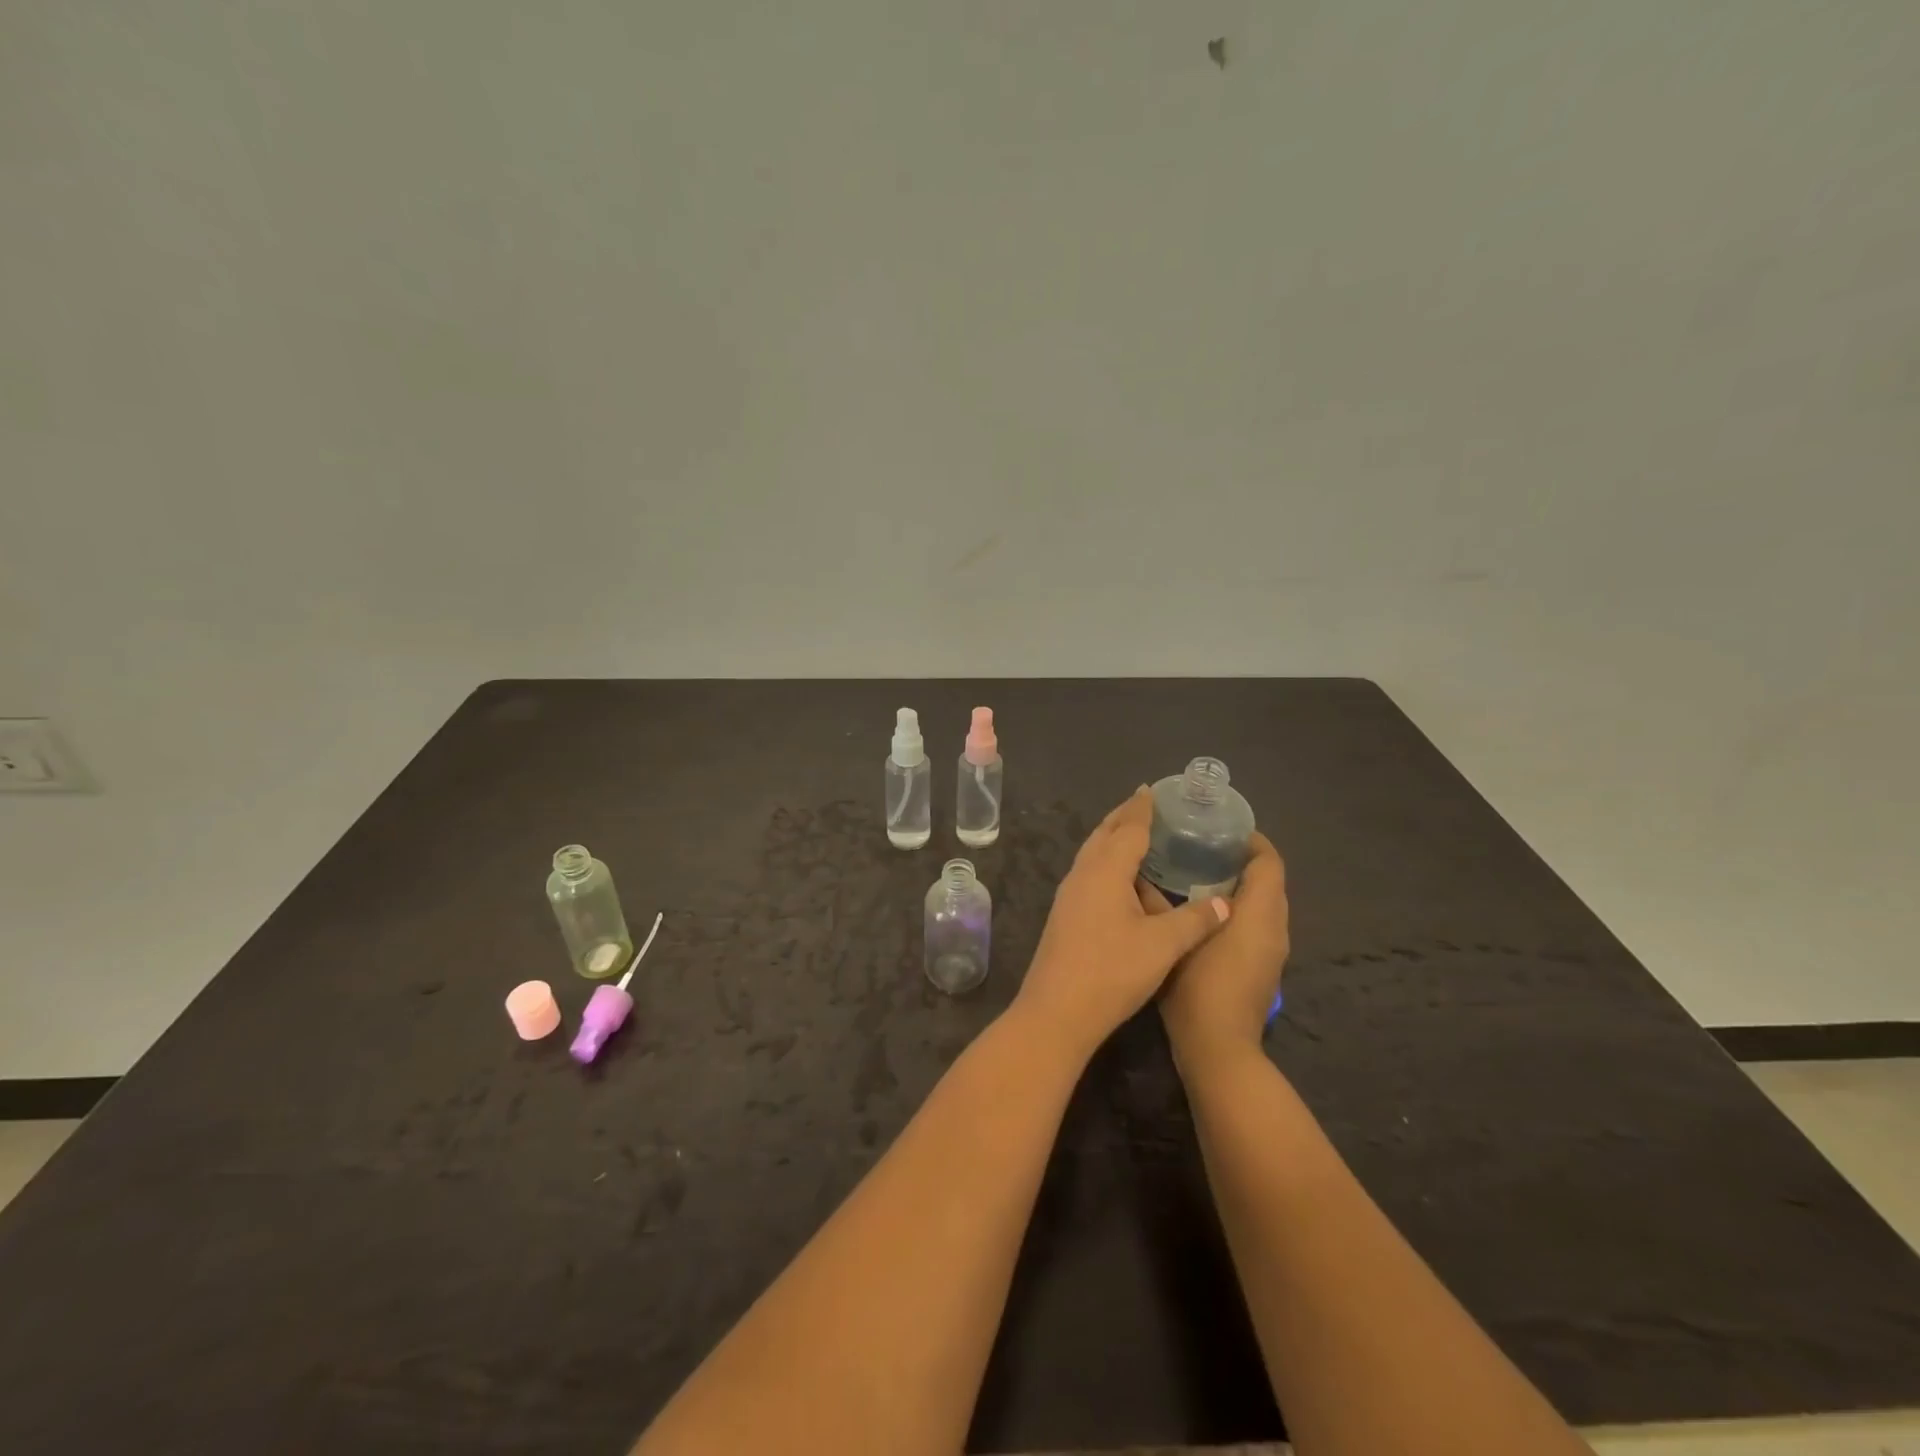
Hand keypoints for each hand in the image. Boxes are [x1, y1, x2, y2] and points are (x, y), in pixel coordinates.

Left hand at [1015, 788, 1230, 1059]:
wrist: (1057, 1011)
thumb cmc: (1112, 972)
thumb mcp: (1163, 946)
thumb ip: (1195, 920)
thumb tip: (1225, 903)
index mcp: (1105, 871)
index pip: (1128, 829)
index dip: (1142, 809)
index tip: (1152, 789)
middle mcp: (1083, 874)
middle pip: (1104, 834)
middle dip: (1124, 816)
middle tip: (1145, 803)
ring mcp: (1069, 894)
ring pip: (1092, 852)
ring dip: (1111, 837)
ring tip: (1134, 832)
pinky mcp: (1065, 913)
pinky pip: (1088, 871)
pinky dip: (1105, 860)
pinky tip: (1117, 876)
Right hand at [1139, 832, 1288, 1062]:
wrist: (1220, 1051)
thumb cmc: (1198, 989)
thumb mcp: (1171, 940)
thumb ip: (1157, 904)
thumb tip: (1137, 876)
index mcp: (1259, 914)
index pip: (1269, 862)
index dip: (1251, 840)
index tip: (1220, 828)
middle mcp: (1275, 928)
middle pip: (1269, 881)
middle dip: (1242, 861)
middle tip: (1201, 847)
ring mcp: (1272, 952)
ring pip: (1264, 905)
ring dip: (1241, 887)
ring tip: (1198, 874)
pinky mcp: (1264, 969)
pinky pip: (1258, 925)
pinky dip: (1239, 911)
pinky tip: (1202, 912)